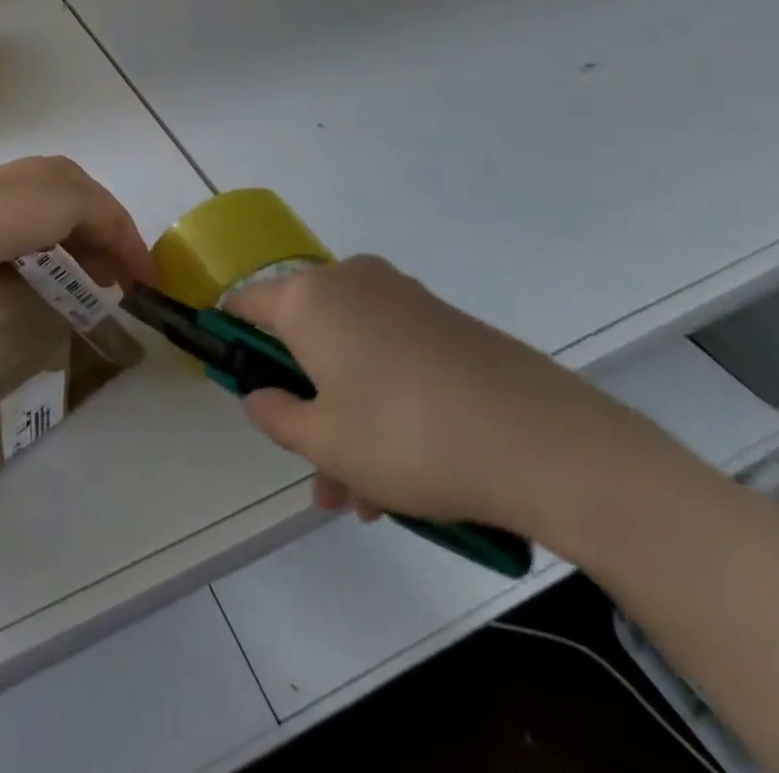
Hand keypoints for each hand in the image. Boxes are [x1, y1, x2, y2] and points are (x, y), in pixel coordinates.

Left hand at [0, 157, 154, 292]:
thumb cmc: (14, 211)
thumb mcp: (73, 203)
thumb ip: (106, 219)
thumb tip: (121, 242)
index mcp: (64, 173)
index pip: (111, 209)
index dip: (133, 244)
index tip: (149, 281)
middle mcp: (40, 183)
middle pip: (88, 219)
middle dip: (110, 250)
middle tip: (124, 287)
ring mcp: (12, 206)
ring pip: (61, 234)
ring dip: (83, 257)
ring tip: (96, 286)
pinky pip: (33, 248)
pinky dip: (52, 263)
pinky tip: (53, 280)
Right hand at [227, 257, 665, 544]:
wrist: (545, 441)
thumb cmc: (408, 436)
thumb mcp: (326, 442)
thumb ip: (276, 416)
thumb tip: (258, 395)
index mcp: (309, 298)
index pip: (246, 302)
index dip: (232, 338)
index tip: (237, 379)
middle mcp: (350, 282)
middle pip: (304, 337)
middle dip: (304, 403)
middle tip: (317, 471)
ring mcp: (402, 297)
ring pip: (351, 354)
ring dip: (347, 416)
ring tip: (366, 497)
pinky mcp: (444, 320)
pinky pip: (391, 354)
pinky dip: (385, 400)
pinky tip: (405, 471)